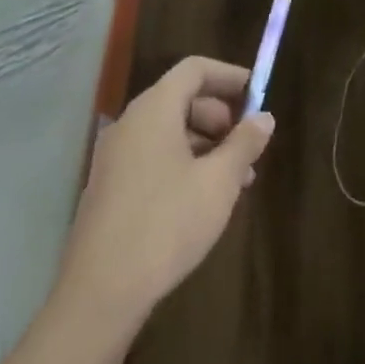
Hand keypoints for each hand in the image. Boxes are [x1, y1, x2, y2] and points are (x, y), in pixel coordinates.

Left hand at [60, 56, 274, 330]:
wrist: (100, 294)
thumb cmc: (167, 224)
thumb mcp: (219, 182)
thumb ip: (244, 144)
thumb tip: (264, 118)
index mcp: (153, 110)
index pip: (194, 70)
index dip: (228, 76)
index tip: (258, 93)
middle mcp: (130, 124)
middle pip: (182, 99)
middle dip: (221, 116)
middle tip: (248, 146)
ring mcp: (115, 157)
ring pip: (169, 132)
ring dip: (206, 144)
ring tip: (236, 180)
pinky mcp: (109, 187)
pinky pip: (153, 156)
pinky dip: (183, 163)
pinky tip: (204, 198)